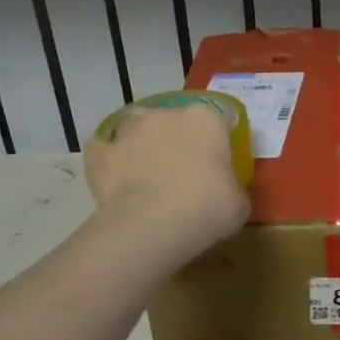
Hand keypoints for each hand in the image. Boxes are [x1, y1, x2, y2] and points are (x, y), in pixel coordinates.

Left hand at [85, 102, 249, 256]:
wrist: (150, 225)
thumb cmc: (207, 208)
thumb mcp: (239, 203)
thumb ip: (232, 186)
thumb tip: (224, 189)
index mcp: (206, 119)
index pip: (217, 123)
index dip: (218, 146)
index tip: (219, 169)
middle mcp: (167, 113)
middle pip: (176, 123)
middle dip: (180, 143)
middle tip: (185, 177)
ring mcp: (129, 130)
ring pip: (139, 131)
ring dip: (145, 148)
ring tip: (149, 180)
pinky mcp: (99, 151)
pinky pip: (106, 152)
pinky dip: (112, 162)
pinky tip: (119, 183)